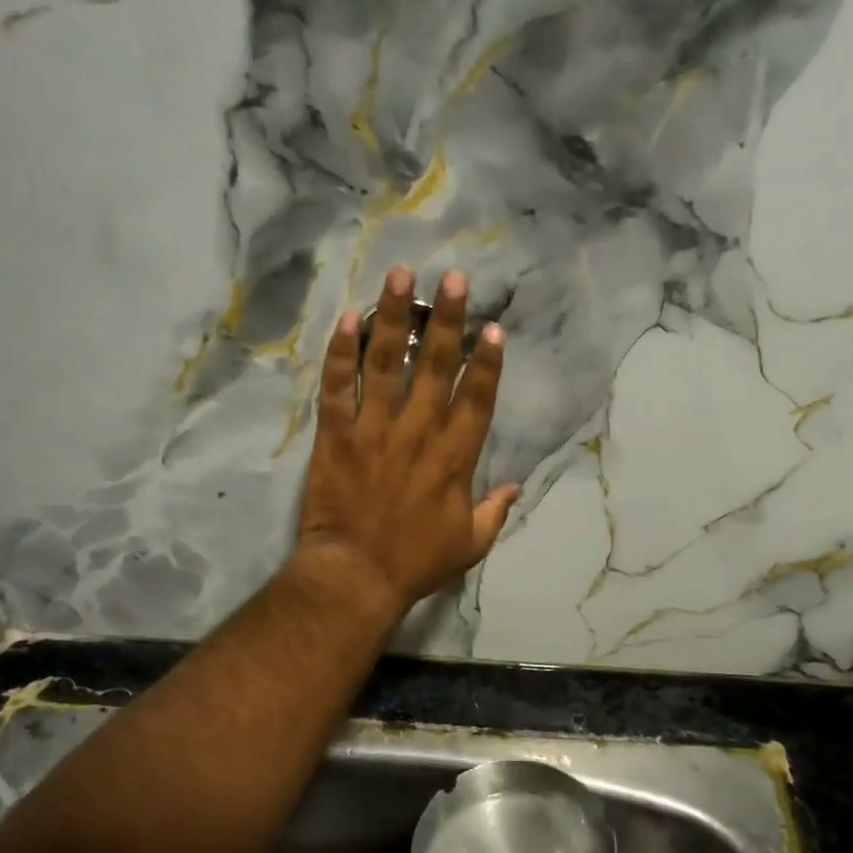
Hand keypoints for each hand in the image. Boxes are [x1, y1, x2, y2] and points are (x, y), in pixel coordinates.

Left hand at [295, 266, 520, 616]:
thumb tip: (516, 488)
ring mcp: (374, 429)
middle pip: (436, 366)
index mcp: (454, 457)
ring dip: (394, 317)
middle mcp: (417, 432)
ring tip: (400, 276)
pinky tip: (348, 318)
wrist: (355, 576)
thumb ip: (494, 512)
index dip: (487, 363)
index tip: (493, 328)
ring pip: (386, 363)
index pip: (477, 399)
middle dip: (447, 319)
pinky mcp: (336, 435)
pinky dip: (341, 352)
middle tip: (454, 278)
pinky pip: (338, 386)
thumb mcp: (469, 544)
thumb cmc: (416, 562)